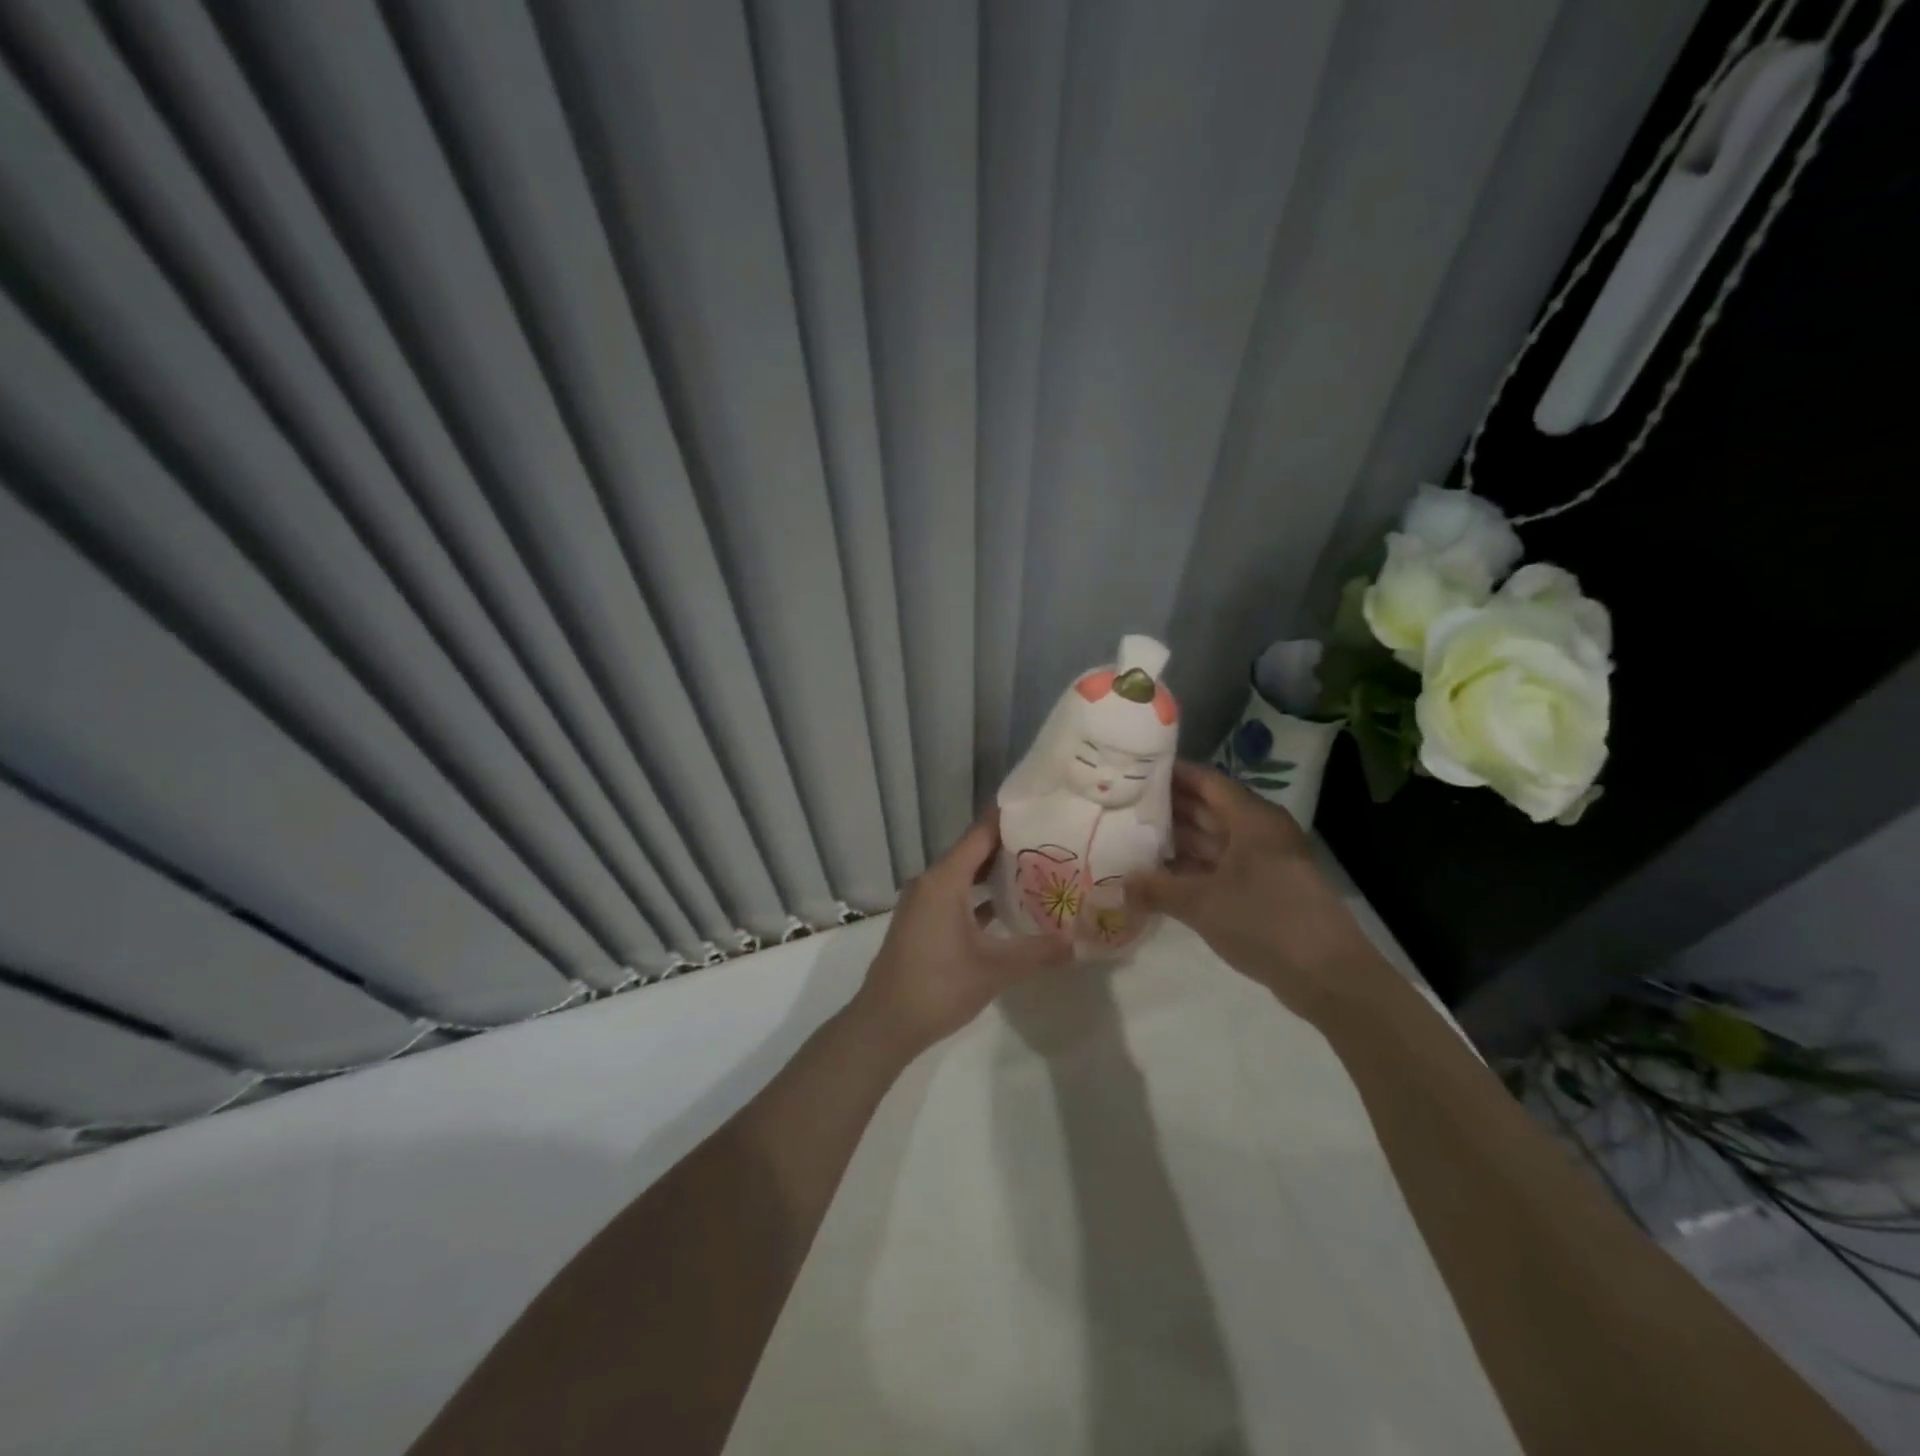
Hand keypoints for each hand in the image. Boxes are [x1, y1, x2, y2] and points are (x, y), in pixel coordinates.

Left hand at [855, 810, 1073, 1049]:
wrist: (885, 1023)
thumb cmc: (939, 986)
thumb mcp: (995, 969)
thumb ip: (1038, 952)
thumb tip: (1076, 942)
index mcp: (944, 880)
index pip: (981, 834)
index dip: (1008, 819)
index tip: (1039, 807)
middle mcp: (931, 882)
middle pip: (973, 852)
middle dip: (1009, 846)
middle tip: (1050, 840)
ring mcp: (923, 904)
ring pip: (964, 877)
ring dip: (995, 874)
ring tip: (1037, 870)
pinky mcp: (922, 924)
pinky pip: (955, 898)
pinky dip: (979, 897)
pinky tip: (1008, 908)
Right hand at [1125, 762, 1387, 1023]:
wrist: (1328, 976)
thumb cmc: (1265, 922)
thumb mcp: (1202, 904)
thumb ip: (1157, 889)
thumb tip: (1118, 884)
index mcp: (1251, 819)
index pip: (1205, 781)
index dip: (1170, 774)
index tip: (1132, 772)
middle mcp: (1258, 832)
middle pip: (1207, 808)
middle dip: (1167, 807)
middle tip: (1122, 805)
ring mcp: (1263, 862)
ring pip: (1212, 839)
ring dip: (1176, 840)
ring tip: (1131, 837)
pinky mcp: (1264, 889)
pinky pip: (1220, 866)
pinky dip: (1192, 867)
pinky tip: (1160, 875)